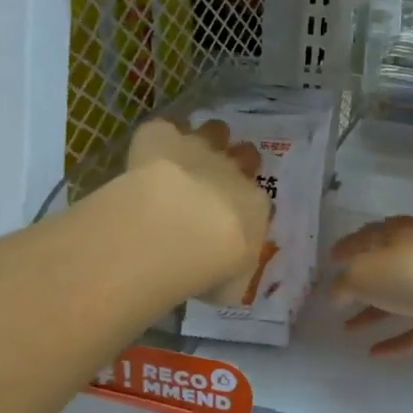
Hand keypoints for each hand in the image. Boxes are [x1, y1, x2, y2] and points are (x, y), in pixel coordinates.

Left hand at [127, 118, 271, 303]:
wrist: (178, 230)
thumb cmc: (213, 266)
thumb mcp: (231, 285)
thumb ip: (233, 275)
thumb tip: (228, 278)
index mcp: (256, 207)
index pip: (260, 200)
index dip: (247, 205)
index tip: (233, 219)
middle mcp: (233, 172)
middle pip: (246, 155)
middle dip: (237, 162)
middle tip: (218, 179)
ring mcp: (199, 149)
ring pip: (214, 130)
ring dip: (206, 138)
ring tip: (189, 152)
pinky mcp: (163, 136)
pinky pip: (165, 126)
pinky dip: (161, 134)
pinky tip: (152, 147)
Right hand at [329, 216, 412, 357]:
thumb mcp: (366, 274)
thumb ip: (345, 285)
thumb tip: (334, 294)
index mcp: (399, 236)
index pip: (369, 236)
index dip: (348, 247)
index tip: (330, 260)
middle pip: (386, 268)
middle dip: (361, 282)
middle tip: (338, 297)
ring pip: (400, 301)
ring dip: (374, 314)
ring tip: (347, 330)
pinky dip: (398, 341)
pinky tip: (374, 354)